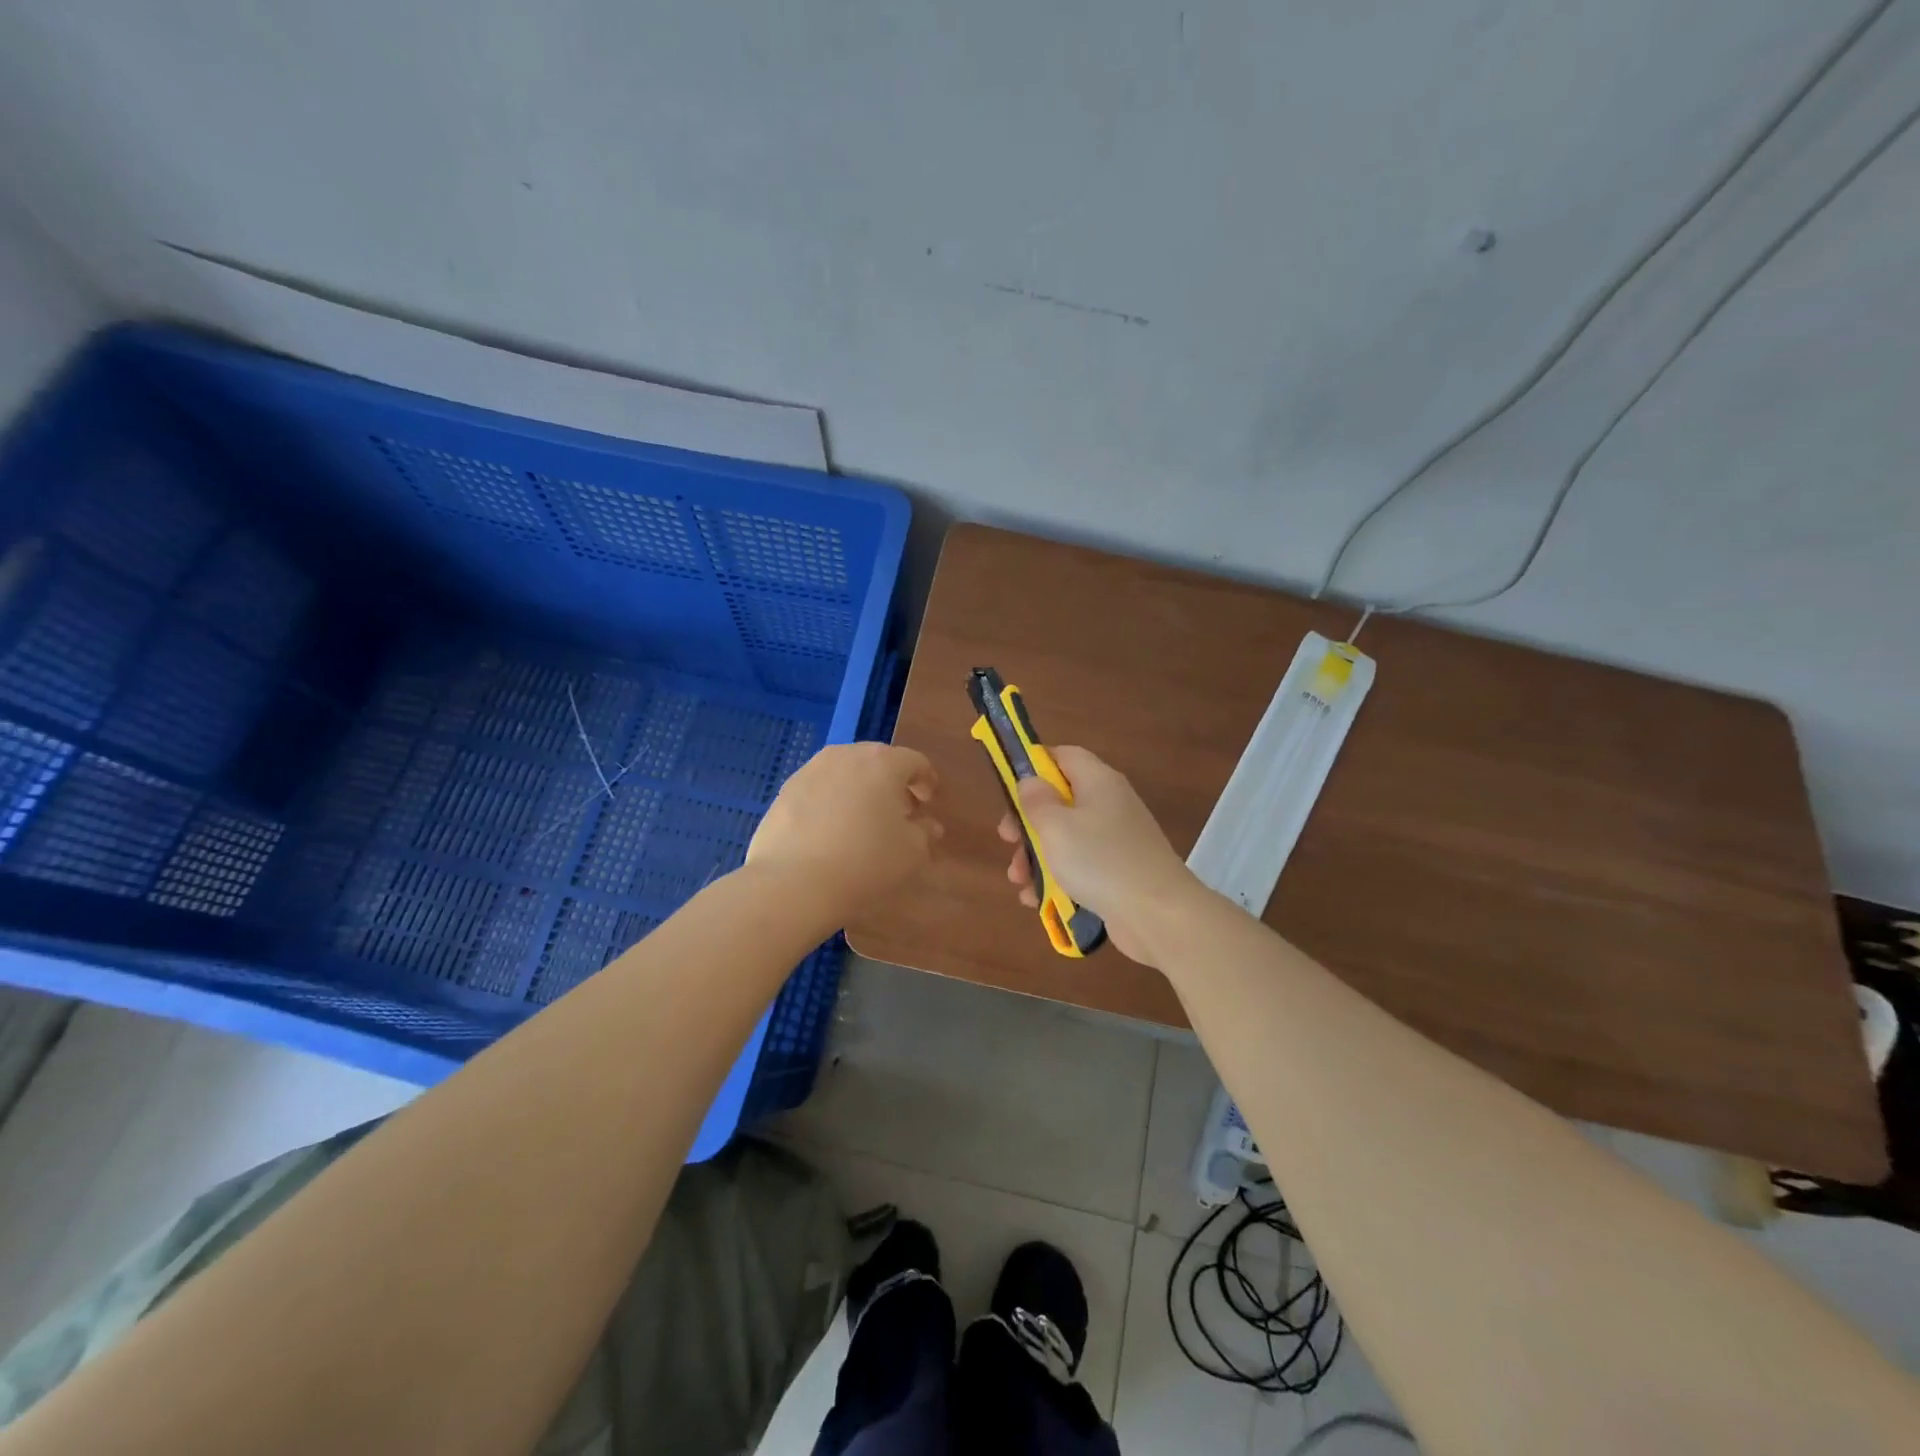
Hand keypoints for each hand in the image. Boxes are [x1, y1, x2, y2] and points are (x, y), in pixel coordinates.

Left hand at [748, 743, 941, 919]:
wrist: (793, 883)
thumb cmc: (865, 862)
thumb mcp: (911, 853)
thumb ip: (924, 833)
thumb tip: (927, 825)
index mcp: (883, 762)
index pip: (914, 761)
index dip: (925, 780)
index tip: (928, 800)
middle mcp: (846, 755)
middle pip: (877, 761)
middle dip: (891, 782)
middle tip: (899, 810)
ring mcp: (810, 770)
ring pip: (844, 772)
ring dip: (859, 789)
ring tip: (863, 820)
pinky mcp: (784, 791)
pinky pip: (818, 789)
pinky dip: (831, 801)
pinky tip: (831, 830)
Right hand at [998, 746, 1202, 966]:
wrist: (1158, 914)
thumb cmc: (1100, 860)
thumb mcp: (1056, 826)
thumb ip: (1036, 800)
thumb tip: (1031, 781)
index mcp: (1098, 781)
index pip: (1064, 756)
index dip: (1034, 765)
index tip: (1009, 788)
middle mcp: (1109, 804)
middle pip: (1060, 801)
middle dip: (1028, 823)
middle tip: (1007, 841)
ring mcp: (1116, 841)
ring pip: (1066, 838)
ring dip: (1036, 857)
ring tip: (1018, 881)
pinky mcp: (1118, 873)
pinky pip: (1080, 867)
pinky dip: (1057, 879)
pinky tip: (1036, 900)